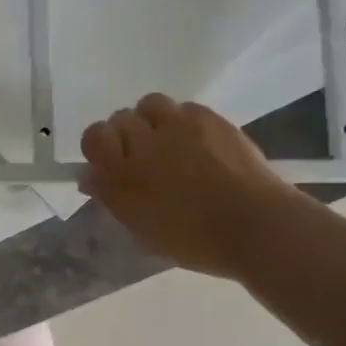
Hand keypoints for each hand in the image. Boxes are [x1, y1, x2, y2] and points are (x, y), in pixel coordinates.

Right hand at [81, 94, 306, 278]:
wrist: (253, 225)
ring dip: (151, 119)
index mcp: (121, 175)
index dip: (98, 146)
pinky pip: (184, 107)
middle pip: (120, 119)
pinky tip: (195, 141)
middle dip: (125, 134)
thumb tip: (91, 177)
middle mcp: (144, 143)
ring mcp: (178, 126)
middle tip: (141, 155)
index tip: (109, 162)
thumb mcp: (142, 231)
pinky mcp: (209, 118)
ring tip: (166, 139)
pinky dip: (182, 120)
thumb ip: (113, 200)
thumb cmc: (194, 241)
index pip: (94, 138)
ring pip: (149, 104)